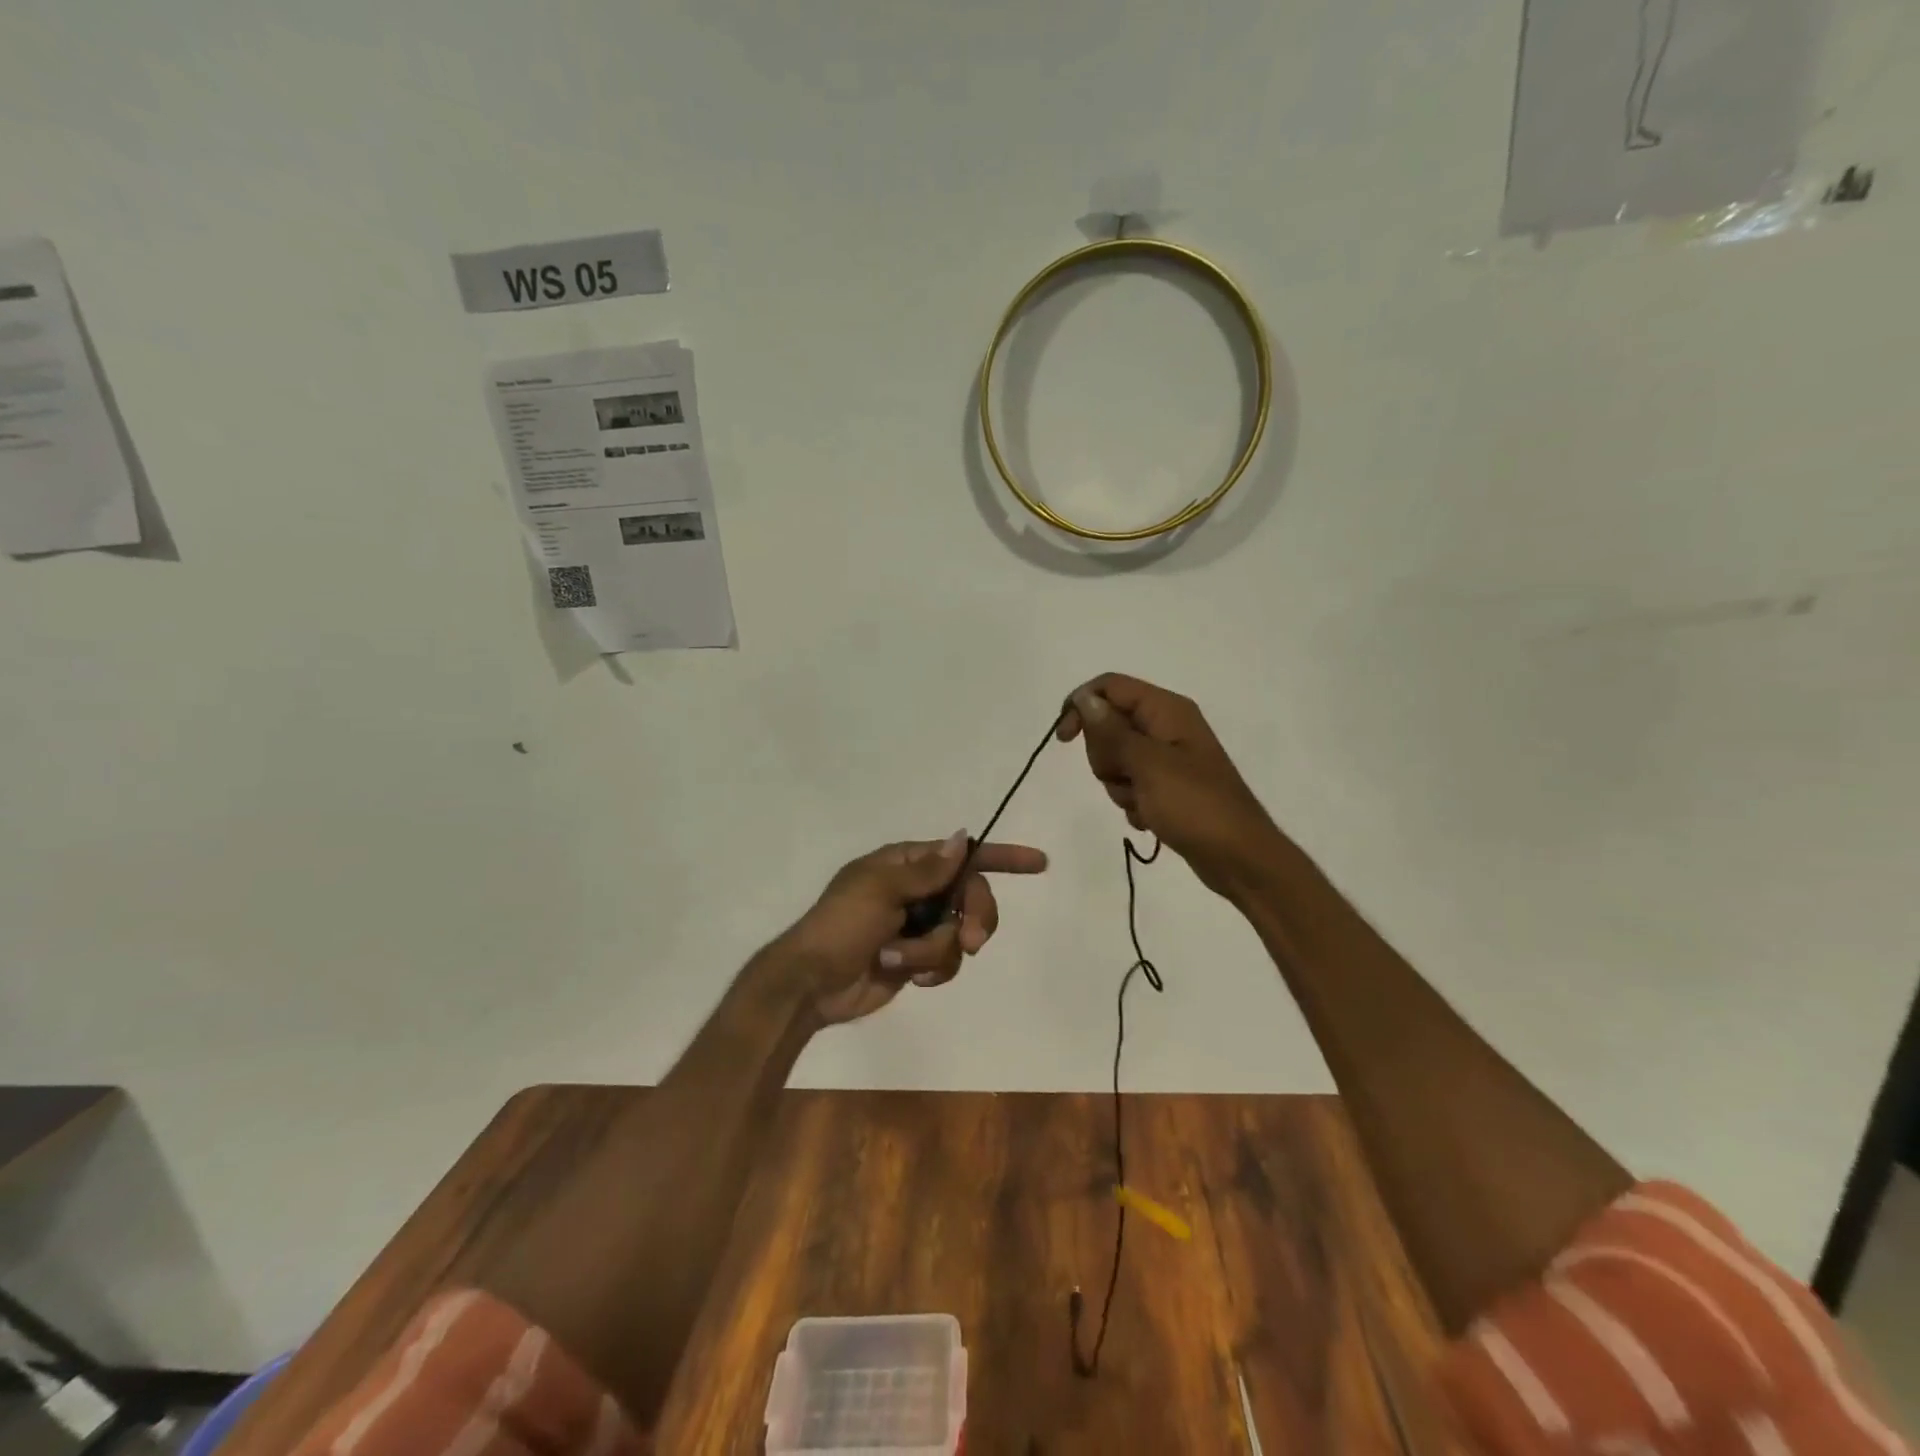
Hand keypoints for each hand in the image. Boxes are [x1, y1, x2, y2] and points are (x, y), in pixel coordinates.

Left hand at [772, 831, 1048, 1025]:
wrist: (811, 984)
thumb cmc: (840, 926)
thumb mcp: (880, 891)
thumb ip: (927, 870)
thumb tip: (963, 837)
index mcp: (905, 864)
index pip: (963, 855)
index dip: (1002, 858)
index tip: (1038, 863)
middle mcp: (916, 890)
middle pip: (971, 897)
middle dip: (973, 918)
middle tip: (971, 940)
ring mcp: (918, 926)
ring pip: (960, 934)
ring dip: (934, 952)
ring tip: (898, 959)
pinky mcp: (917, 960)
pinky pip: (947, 961)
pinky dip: (930, 970)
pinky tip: (907, 978)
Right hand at [1057, 674, 1281, 899]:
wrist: (1238, 858)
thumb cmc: (1195, 806)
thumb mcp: (1148, 765)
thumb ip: (1112, 731)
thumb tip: (1084, 699)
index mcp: (1167, 710)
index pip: (1110, 687)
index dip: (1081, 706)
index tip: (1064, 740)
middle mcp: (1167, 727)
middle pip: (1108, 724)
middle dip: (1105, 756)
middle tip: (1127, 778)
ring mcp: (1167, 758)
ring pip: (1115, 758)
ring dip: (1119, 784)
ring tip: (1144, 803)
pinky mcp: (1167, 787)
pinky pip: (1130, 785)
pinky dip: (1132, 802)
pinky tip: (1151, 818)